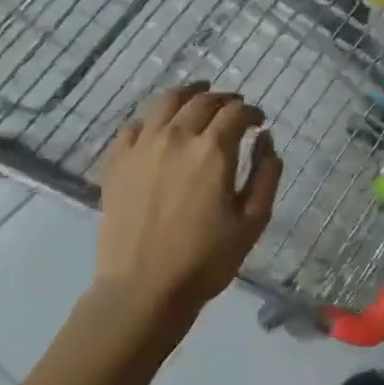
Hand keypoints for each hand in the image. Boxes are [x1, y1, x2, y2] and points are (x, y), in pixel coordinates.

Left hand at [90, 84, 282, 335]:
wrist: (143, 290)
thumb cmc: (207, 259)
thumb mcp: (254, 220)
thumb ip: (266, 173)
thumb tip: (266, 140)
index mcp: (213, 151)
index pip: (237, 112)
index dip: (252, 112)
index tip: (259, 121)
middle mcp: (176, 138)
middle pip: (202, 101)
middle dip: (224, 99)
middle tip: (235, 108)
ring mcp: (141, 148)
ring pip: (165, 102)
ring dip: (188, 94)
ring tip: (198, 97)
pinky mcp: (116, 164)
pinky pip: (133, 126)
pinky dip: (151, 120)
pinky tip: (159, 128)